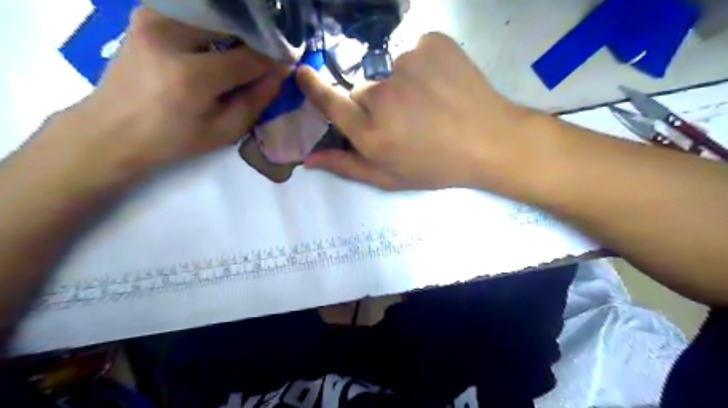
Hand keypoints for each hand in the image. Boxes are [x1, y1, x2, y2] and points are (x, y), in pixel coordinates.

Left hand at [42, 7, 286, 181]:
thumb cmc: (173, 139)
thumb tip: (279, 74)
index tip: (285, 67)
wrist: (112, 129)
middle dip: (254, 42)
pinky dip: (212, 27)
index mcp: (193, 75)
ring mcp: (153, 18)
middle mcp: (170, 35)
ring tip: (241, 55)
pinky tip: (217, 46)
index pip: (250, 57)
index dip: (273, 62)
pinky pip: (193, 14)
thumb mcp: (224, 131)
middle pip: (232, 26)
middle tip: (263, 61)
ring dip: (234, 34)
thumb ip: (256, 100)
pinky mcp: (145, 14)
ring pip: (213, 15)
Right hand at [297, 32, 539, 190]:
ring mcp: (406, 64)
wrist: (490, 140)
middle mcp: (382, 97)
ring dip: (401, 85)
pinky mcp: (429, 42)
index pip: (330, 103)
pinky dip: (422, 65)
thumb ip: (346, 167)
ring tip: (429, 105)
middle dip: (375, 104)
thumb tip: (308, 159)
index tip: (303, 74)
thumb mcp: (389, 178)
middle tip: (406, 120)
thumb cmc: (437, 166)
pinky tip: (441, 85)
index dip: (314, 88)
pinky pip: (412, 51)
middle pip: (362, 90)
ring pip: (387, 71)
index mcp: (372, 134)